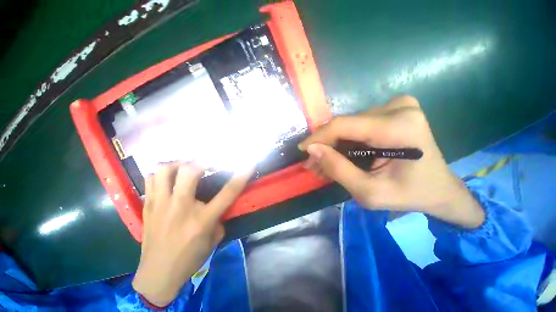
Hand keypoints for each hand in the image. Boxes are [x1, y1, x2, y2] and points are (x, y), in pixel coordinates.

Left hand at [132, 163, 251, 306]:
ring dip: (180, 164)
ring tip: (187, 167)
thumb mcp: (214, 238)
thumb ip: (220, 216)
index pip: (228, 192)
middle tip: (210, 163)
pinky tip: (171, 178)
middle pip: (191, 171)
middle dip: (204, 161)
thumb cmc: (190, 258)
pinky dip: (163, 173)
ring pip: (166, 169)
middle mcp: (181, 207)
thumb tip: (221, 202)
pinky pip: (152, 178)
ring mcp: (161, 205)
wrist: (157, 275)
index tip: (249, 163)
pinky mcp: (148, 206)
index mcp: (202, 219)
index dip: (241, 175)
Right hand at [299, 96, 484, 228]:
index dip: (318, 137)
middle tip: (313, 164)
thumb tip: (312, 149)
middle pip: (344, 126)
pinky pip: (357, 126)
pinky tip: (338, 156)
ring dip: (333, 146)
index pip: (343, 126)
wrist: (440, 189)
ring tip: (323, 164)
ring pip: (348, 126)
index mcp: (399, 127)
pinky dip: (345, 142)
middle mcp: (398, 108)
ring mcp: (397, 106)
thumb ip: (338, 170)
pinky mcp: (392, 111)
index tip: (303, 150)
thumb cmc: (409, 195)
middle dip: (325, 146)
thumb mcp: (369, 192)